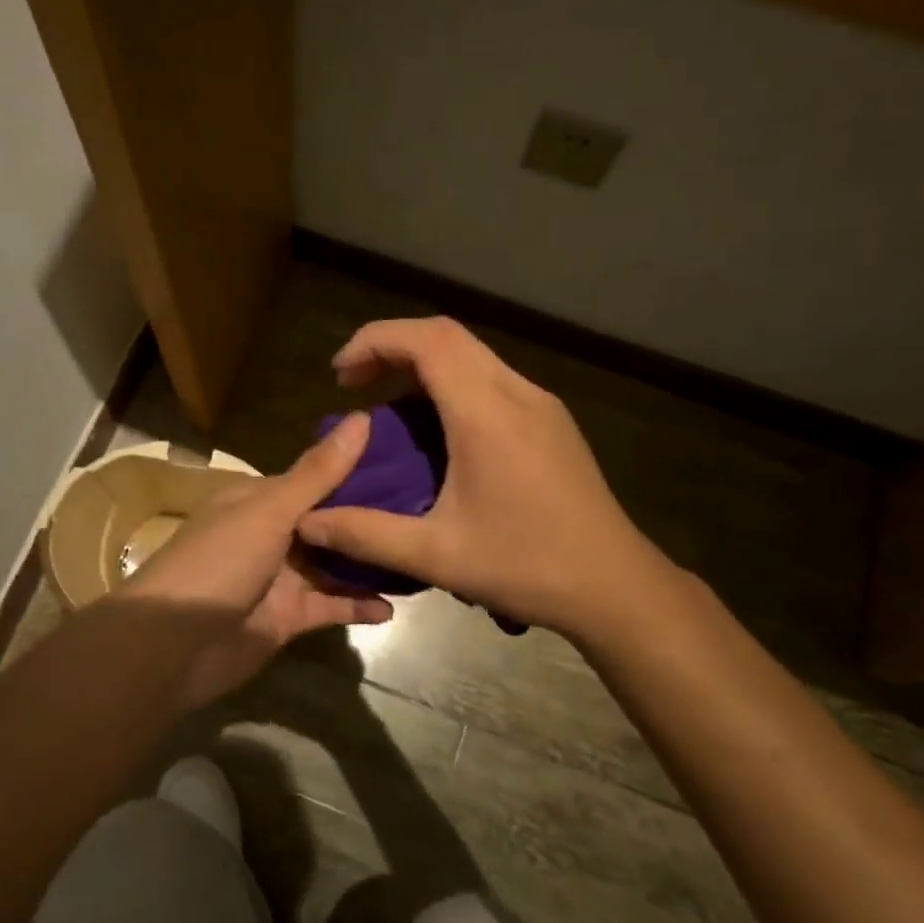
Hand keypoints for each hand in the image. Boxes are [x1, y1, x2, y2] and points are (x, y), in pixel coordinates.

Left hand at [126, 415, 392, 707]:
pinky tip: (395, 605)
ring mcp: (280, 578)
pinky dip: (358, 605)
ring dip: (367, 561)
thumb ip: (319, 473)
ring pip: (333, 565)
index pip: (315, 478)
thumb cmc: (219, 562)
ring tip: (417, 553)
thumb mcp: (270, 511)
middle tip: (428, 508)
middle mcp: (271, 534)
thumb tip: (363, 418)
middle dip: (368, 518)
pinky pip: (330, 607)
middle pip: (328, 522)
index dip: (357, 469)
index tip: (408, 459)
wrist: (172, 646)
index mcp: (260, 499)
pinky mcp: (288, 618)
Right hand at [296, 317, 674, 637]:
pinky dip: (452, 383)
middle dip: (392, 346)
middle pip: (448, 336)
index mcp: (487, 414)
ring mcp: (541, 404)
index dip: (375, 341)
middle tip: (355, 385)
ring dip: (423, 364)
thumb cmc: (527, 566)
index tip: (340, 374)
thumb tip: (306, 522)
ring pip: (472, 354)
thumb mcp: (438, 555)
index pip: (427, 340)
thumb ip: (366, 534)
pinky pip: (491, 379)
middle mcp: (517, 393)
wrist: (617, 586)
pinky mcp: (552, 420)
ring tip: (388, 407)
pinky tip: (438, 431)